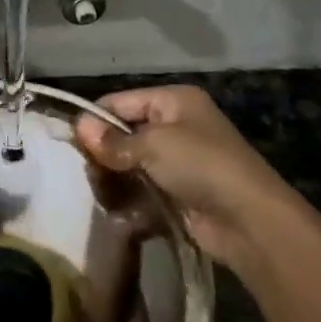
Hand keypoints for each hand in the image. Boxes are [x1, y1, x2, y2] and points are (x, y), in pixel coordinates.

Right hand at [75, 86, 295, 270]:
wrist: (248, 219)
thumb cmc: (201, 165)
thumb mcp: (153, 144)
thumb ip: (113, 140)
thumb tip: (78, 126)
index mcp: (173, 101)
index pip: (120, 102)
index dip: (95, 120)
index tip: (71, 144)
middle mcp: (176, 126)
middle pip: (123, 135)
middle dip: (104, 156)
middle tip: (89, 175)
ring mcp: (178, 162)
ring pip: (129, 166)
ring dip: (114, 182)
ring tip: (104, 197)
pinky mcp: (178, 194)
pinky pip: (143, 192)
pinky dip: (130, 203)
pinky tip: (121, 215)